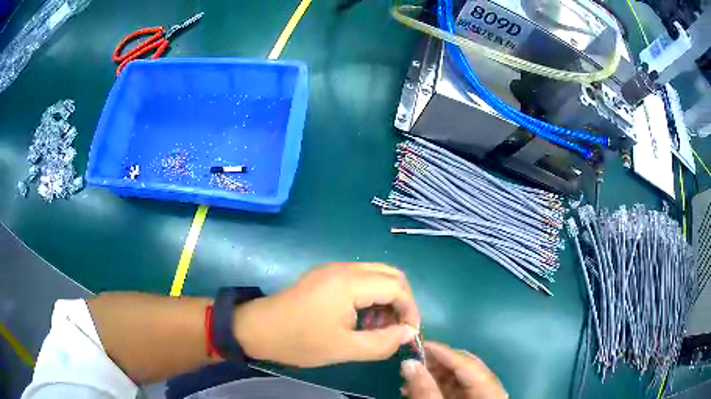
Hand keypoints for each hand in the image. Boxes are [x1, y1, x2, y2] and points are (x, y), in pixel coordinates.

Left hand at [233, 262, 420, 366]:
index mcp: (349, 283)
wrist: (257, 329)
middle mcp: (344, 268)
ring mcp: (333, 269)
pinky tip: (361, 318)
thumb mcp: (344, 349)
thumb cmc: (299, 341)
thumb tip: (407, 333)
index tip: (409, 334)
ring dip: (386, 299)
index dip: (410, 310)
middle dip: (401, 301)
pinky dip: (370, 296)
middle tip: (396, 328)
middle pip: (390, 275)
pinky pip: (360, 279)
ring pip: (376, 275)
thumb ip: (382, 342)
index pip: (397, 287)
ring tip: (378, 327)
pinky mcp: (325, 276)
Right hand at [401, 342, 506, 398]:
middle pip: (464, 369)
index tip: (419, 343)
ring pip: (458, 379)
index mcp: (489, 392)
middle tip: (410, 361)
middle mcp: (490, 390)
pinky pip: (454, 390)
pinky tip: (415, 389)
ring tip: (407, 378)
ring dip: (433, 376)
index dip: (444, 352)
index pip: (467, 364)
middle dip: (436, 363)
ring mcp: (481, 397)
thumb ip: (424, 389)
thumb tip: (408, 363)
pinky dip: (435, 387)